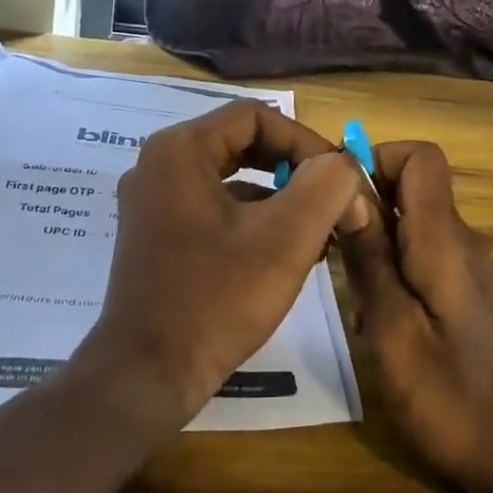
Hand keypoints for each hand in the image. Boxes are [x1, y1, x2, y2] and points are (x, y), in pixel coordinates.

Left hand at [79, 100, 375, 424]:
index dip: (305, 141)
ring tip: (321, 233)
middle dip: (296, 171)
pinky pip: (216, 208)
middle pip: (244, 143)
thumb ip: (327, 186)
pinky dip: (255, 220)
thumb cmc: (217, 298)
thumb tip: (344, 166)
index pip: (256, 116)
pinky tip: (289, 254)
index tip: (338, 179)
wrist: (147, 376)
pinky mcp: (158, 235)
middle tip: (333, 202)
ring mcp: (154, 202)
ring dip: (281, 198)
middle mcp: (160, 165)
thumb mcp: (286, 238)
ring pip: (232, 178)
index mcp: (180, 150)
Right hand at [337, 142, 492, 492]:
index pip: (421, 157)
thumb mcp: (393, 333)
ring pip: (413, 223)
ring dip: (376, 242)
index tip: (339, 198)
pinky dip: (394, 268)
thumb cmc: (452, 400)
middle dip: (366, 206)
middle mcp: (461, 240)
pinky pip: (424, 254)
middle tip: (332, 254)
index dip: (378, 160)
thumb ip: (370, 258)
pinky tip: (380, 318)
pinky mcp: (468, 293)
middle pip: (412, 187)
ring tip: (352, 295)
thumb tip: (346, 191)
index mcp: (444, 240)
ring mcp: (468, 268)